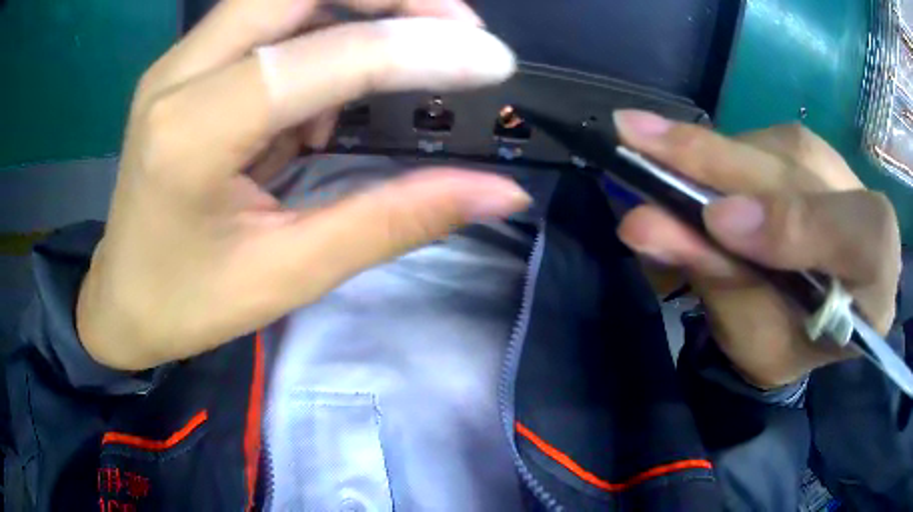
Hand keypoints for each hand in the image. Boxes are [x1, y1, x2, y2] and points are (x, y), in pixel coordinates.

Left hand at [76, 0, 530, 370]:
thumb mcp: (290, 273)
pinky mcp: (187, 65)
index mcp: (192, 133)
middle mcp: (179, 74)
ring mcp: (179, 62)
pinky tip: (341, 83)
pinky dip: (323, 31)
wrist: (121, 302)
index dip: (418, 49)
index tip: (493, 61)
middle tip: (455, 30)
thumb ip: (395, 220)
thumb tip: (499, 193)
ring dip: (360, 5)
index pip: (322, 57)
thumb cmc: (188, 304)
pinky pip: (268, 19)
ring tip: (414, 50)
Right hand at [614, 111, 901, 388]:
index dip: (797, 226)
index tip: (718, 224)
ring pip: (767, 150)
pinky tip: (685, 173)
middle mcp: (865, 207)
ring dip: (705, 156)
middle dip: (717, 162)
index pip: (860, 238)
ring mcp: (838, 168)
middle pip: (799, 172)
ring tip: (648, 158)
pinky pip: (755, 144)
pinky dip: (712, 158)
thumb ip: (724, 286)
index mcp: (876, 281)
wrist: (820, 312)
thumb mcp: (762, 344)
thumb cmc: (793, 341)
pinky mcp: (807, 148)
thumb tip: (648, 224)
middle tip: (634, 142)